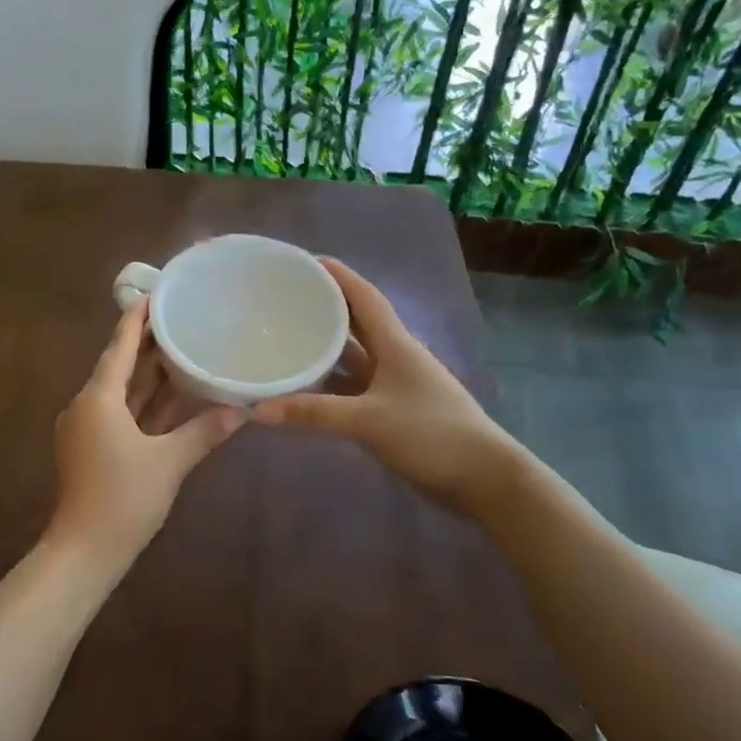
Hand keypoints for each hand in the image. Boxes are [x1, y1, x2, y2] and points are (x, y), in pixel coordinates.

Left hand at [46, 299, 245, 569]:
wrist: (85, 551)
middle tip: (177, 316)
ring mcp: (88, 428)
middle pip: (119, 365)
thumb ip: (204, 431)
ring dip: (147, 373)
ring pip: (121, 391)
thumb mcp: (169, 462)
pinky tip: (170, 394)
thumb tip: (241, 409)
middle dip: (146, 343)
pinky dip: (144, 403)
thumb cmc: (124, 499)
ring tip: (179, 346)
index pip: (118, 346)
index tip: (155, 292)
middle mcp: (88, 405)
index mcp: (98, 398)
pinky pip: (121, 413)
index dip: (136, 318)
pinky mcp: (92, 447)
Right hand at [250, 258, 522, 514]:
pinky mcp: (393, 412)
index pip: (365, 297)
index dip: (339, 276)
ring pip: (354, 358)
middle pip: (357, 323)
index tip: (307, 261)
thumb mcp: (368, 421)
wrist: (482, 479)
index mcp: (396, 345)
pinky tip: (305, 387)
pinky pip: (354, 388)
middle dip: (325, 308)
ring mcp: (395, 386)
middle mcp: (395, 358)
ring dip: (326, 348)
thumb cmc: (430, 434)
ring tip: (287, 337)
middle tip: (286, 300)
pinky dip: (330, 384)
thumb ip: (314, 413)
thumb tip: (258, 409)